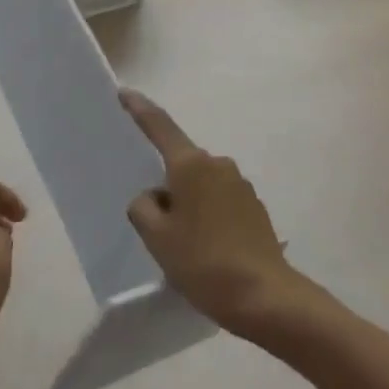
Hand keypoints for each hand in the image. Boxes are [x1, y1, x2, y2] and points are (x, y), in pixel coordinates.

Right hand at [121, 89, 310, 337]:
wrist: (264, 295)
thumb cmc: (203, 263)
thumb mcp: (158, 239)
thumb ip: (144, 208)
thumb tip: (153, 196)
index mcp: (191, 165)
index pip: (160, 127)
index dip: (140, 110)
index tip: (125, 93)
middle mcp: (218, 164)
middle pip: (181, 164)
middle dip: (166, 186)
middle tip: (157, 226)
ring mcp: (240, 183)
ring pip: (200, 185)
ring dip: (188, 204)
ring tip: (184, 247)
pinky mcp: (254, 205)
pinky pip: (219, 200)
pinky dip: (207, 216)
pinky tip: (207, 250)